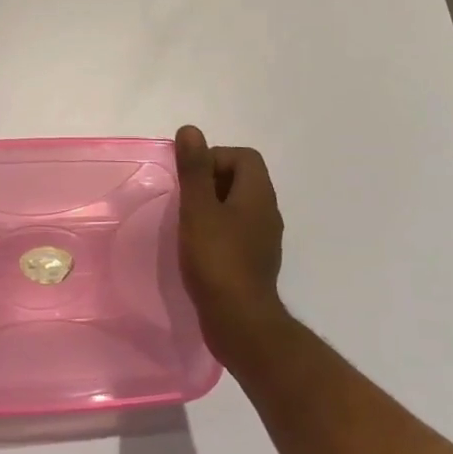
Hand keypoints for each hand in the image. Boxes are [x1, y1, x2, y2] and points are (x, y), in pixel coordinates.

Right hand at [175, 125, 286, 364]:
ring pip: (237, 207)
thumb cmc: (217, 259)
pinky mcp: (255, 262)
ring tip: (188, 223)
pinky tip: (198, 248)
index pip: (243, 157)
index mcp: (258, 194)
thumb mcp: (198, 208)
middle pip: (241, 179)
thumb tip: (191, 130)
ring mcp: (264, 239)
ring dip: (212, 207)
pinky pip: (237, 231)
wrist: (240, 323)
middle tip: (185, 200)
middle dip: (210, 182)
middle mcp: (267, 212)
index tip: (191, 179)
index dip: (214, 158)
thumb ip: (194, 169)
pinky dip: (217, 230)